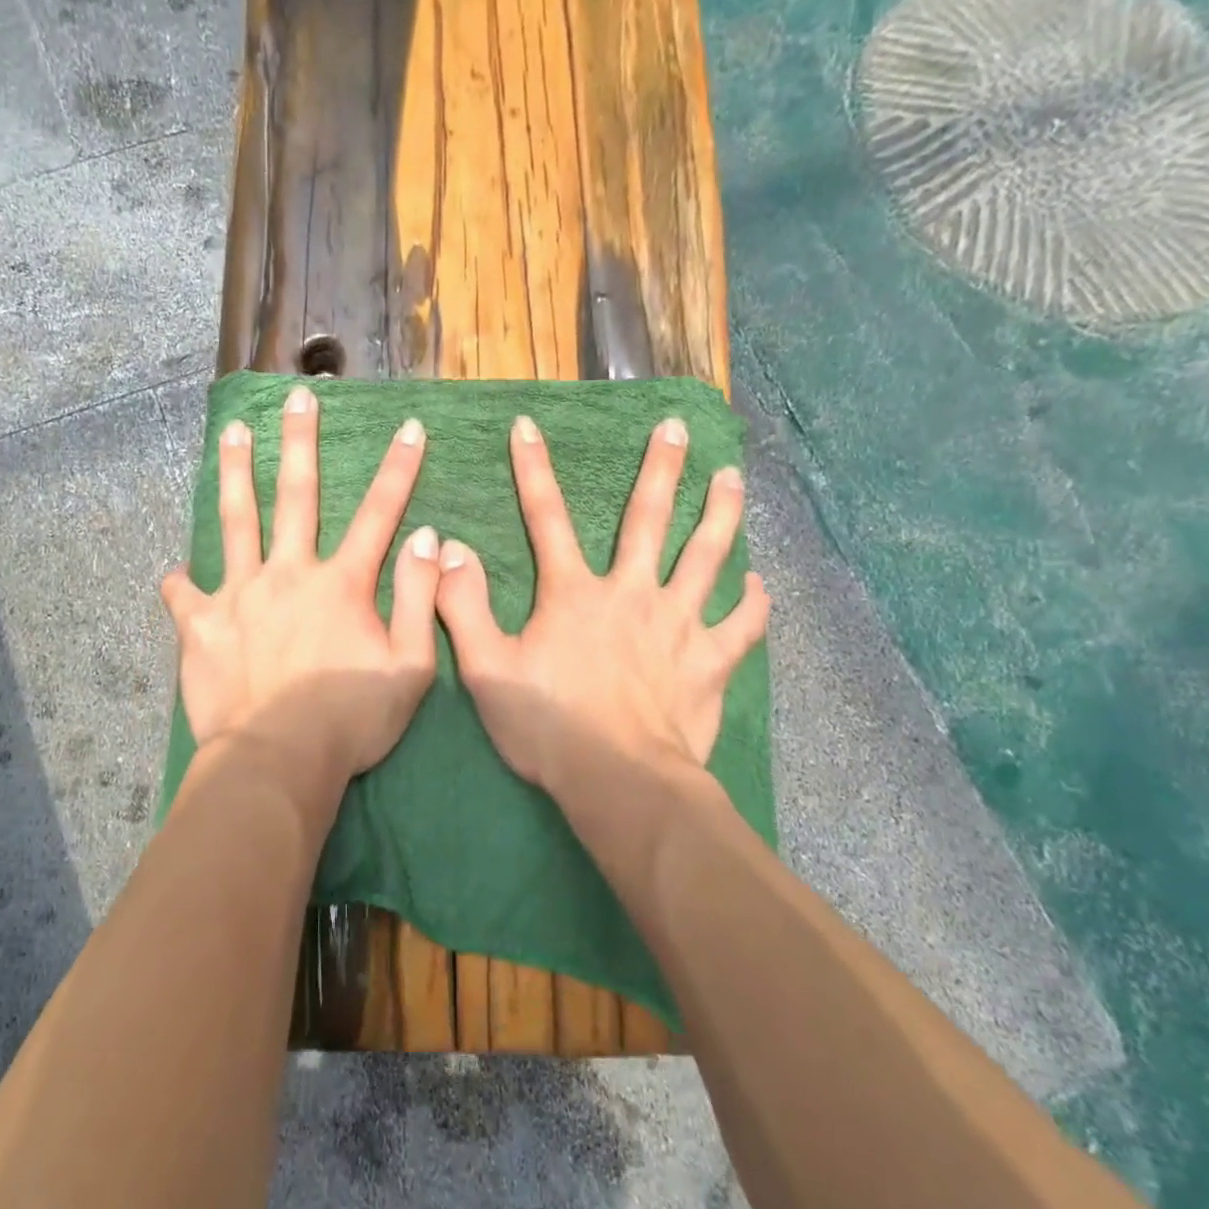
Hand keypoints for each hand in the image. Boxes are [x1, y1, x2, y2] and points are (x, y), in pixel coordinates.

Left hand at [161, 384, 442, 789]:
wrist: (277, 761)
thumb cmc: (351, 721)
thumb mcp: (410, 667)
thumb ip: (420, 599)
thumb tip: (428, 539)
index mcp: (341, 583)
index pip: (378, 513)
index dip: (398, 468)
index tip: (409, 427)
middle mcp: (289, 573)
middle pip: (296, 494)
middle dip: (299, 441)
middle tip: (296, 397)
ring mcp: (240, 594)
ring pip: (236, 520)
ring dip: (234, 472)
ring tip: (231, 432)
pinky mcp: (202, 625)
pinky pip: (185, 595)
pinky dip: (180, 582)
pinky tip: (174, 573)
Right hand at [434, 414, 768, 801]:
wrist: (619, 782)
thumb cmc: (548, 726)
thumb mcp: (486, 668)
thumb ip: (464, 606)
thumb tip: (449, 549)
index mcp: (574, 594)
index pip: (546, 518)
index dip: (533, 469)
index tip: (528, 426)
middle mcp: (630, 594)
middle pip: (648, 519)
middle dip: (662, 468)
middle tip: (679, 428)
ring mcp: (678, 624)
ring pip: (706, 556)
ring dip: (720, 513)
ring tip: (733, 477)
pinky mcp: (710, 661)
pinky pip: (741, 625)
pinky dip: (753, 603)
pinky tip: (759, 584)